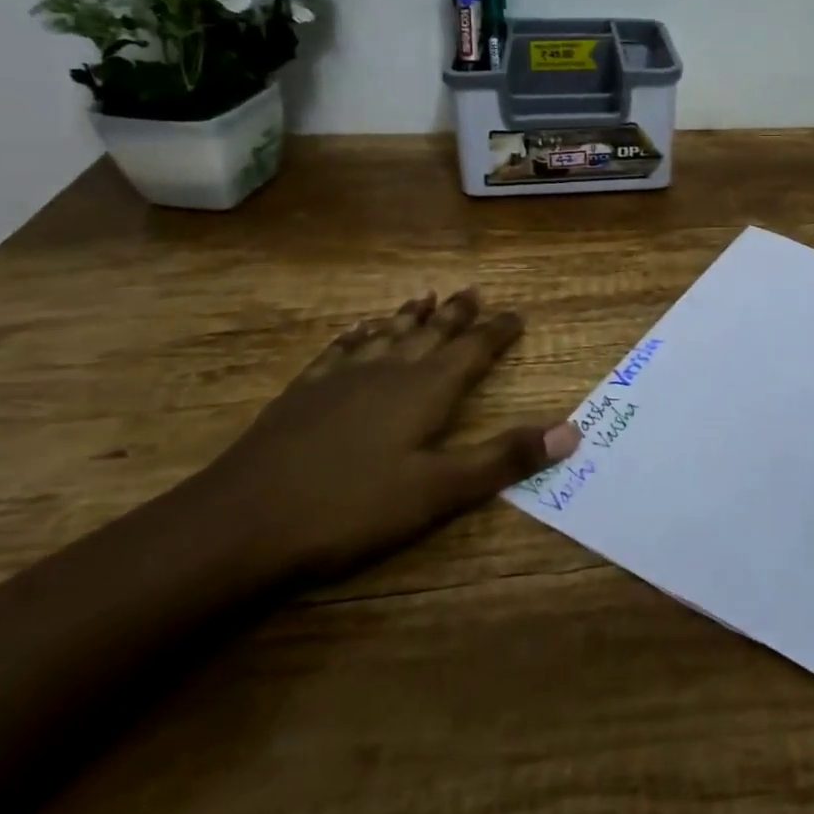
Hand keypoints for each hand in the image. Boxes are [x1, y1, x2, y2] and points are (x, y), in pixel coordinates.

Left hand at [200, 289, 580, 581]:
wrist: (242, 521)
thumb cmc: (351, 508)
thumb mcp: (438, 491)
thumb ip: (503, 458)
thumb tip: (570, 431)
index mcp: (425, 390)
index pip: (473, 351)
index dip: (497, 332)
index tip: (516, 315)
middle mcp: (389, 371)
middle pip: (430, 333)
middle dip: (456, 314)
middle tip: (474, 292)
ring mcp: (342, 377)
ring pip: (386, 334)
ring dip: (409, 316)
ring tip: (424, 297)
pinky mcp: (304, 392)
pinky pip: (340, 349)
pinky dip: (358, 335)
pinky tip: (358, 331)